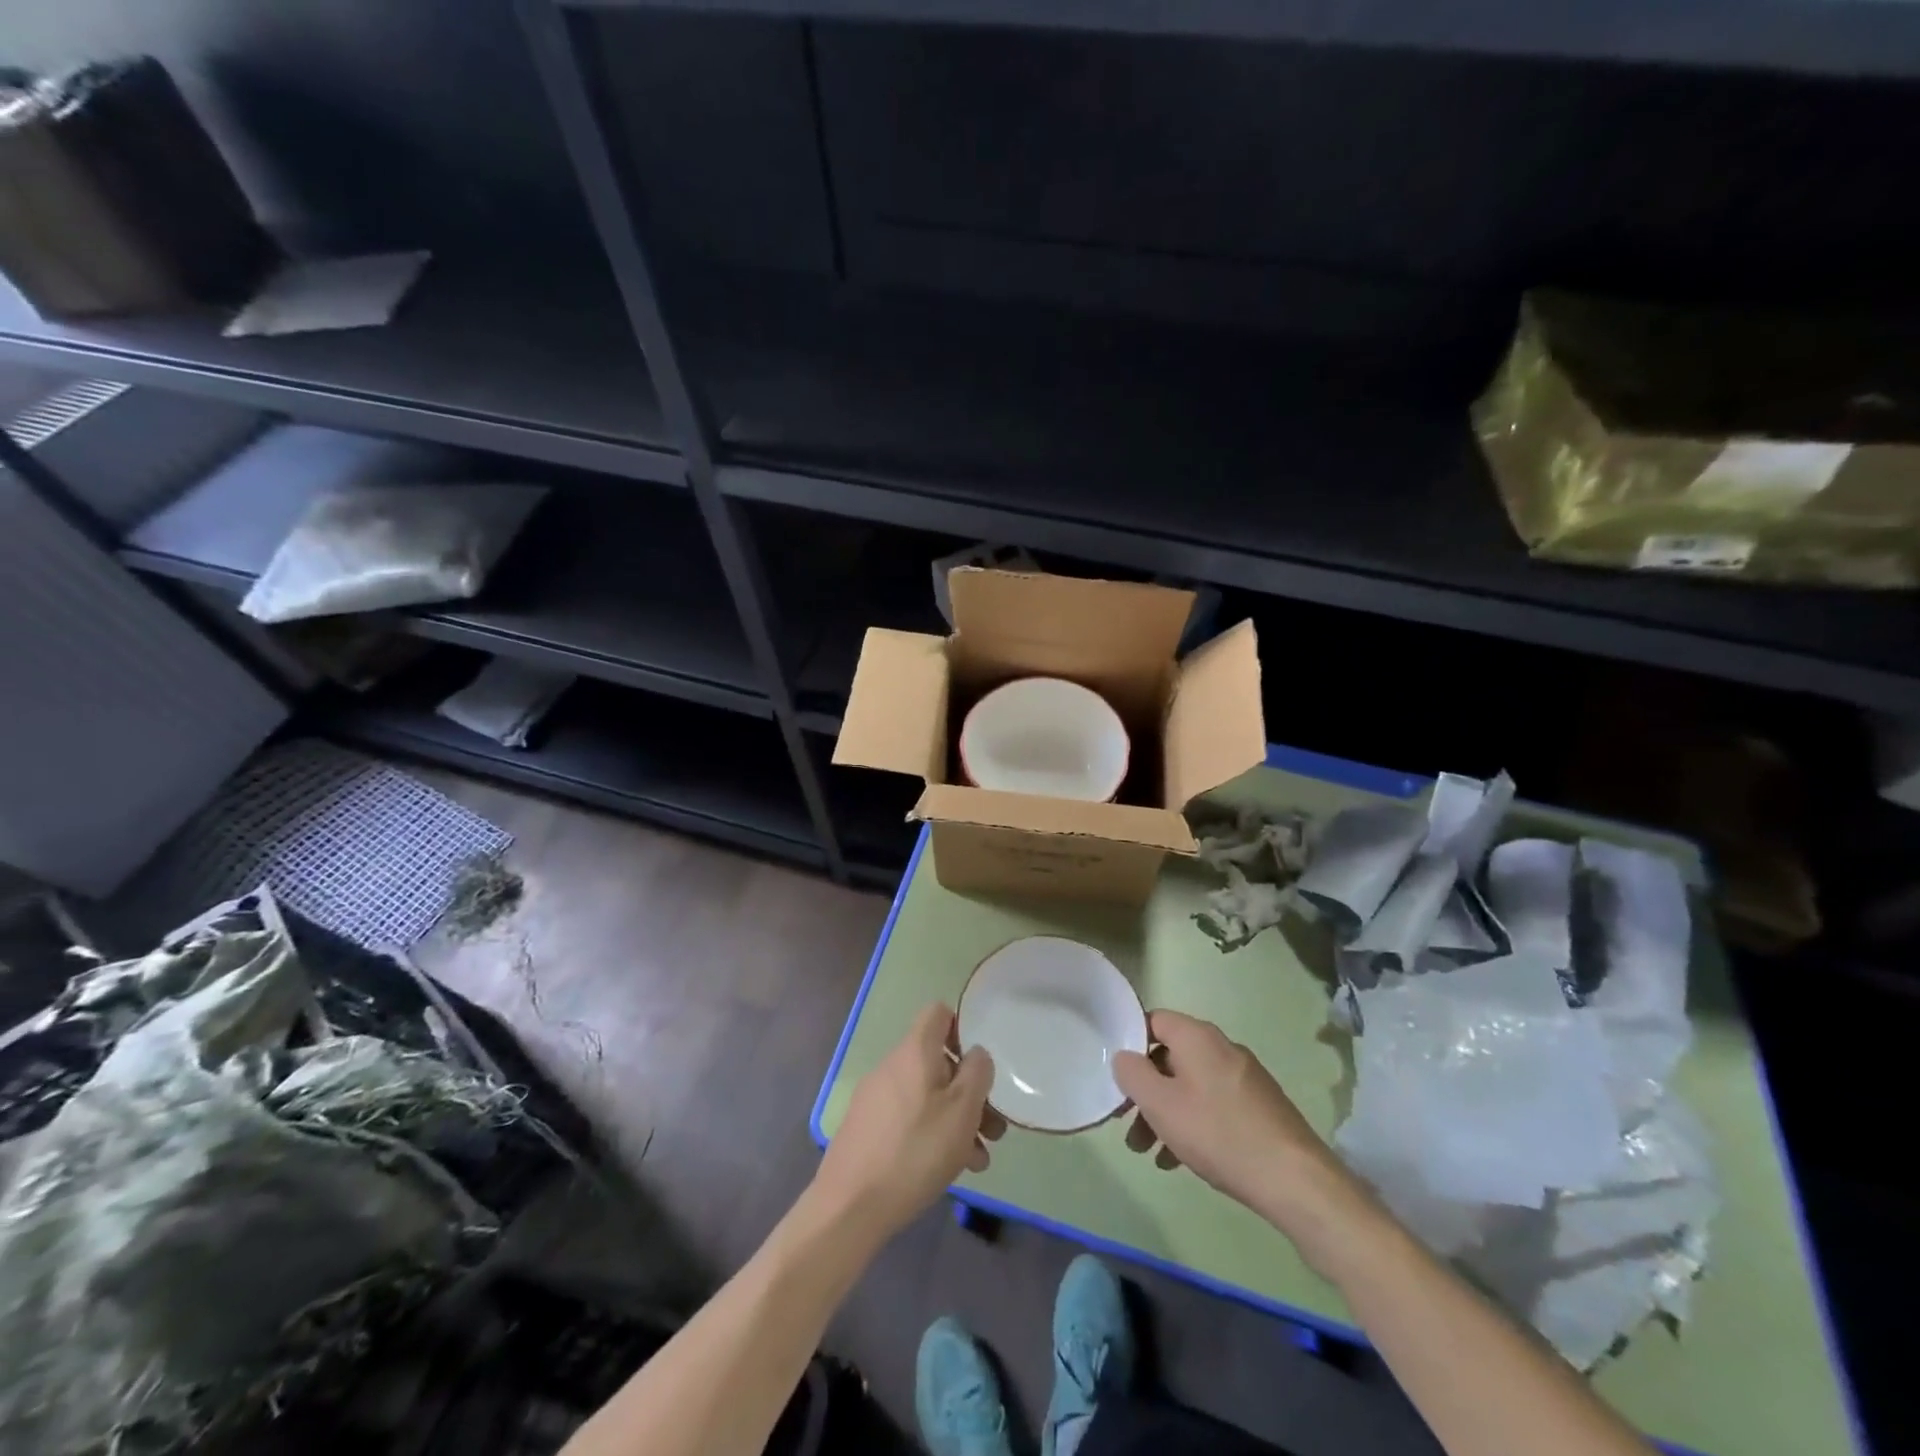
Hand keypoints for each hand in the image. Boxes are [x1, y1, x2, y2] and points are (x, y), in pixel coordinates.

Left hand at [812, 1004, 1004, 1244]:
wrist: (850, 1207)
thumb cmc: (915, 1151)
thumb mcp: (962, 1110)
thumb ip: (977, 1073)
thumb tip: (976, 1054)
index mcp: (914, 1051)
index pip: (938, 1014)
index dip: (962, 1029)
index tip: (979, 1065)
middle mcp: (892, 1066)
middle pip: (937, 1062)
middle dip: (969, 1092)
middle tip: (992, 1129)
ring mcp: (876, 1098)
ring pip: (927, 1095)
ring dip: (956, 1120)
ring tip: (977, 1159)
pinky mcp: (867, 1128)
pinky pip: (908, 1118)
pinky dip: (932, 1134)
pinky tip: (950, 1170)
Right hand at [1112, 1010, 1364, 1239]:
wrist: (1295, 1180)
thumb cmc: (1219, 1134)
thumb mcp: (1161, 1105)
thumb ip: (1133, 1075)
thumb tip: (1123, 1056)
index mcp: (1198, 1037)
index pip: (1153, 1021)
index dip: (1130, 1044)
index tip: (1118, 1078)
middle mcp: (1222, 1048)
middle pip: (1170, 1058)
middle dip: (1146, 1091)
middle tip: (1128, 1126)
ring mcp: (1244, 1077)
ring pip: (1190, 1086)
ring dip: (1165, 1113)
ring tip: (1149, 1153)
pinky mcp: (1259, 1106)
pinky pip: (1213, 1104)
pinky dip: (1192, 1124)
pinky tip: (1180, 1161)